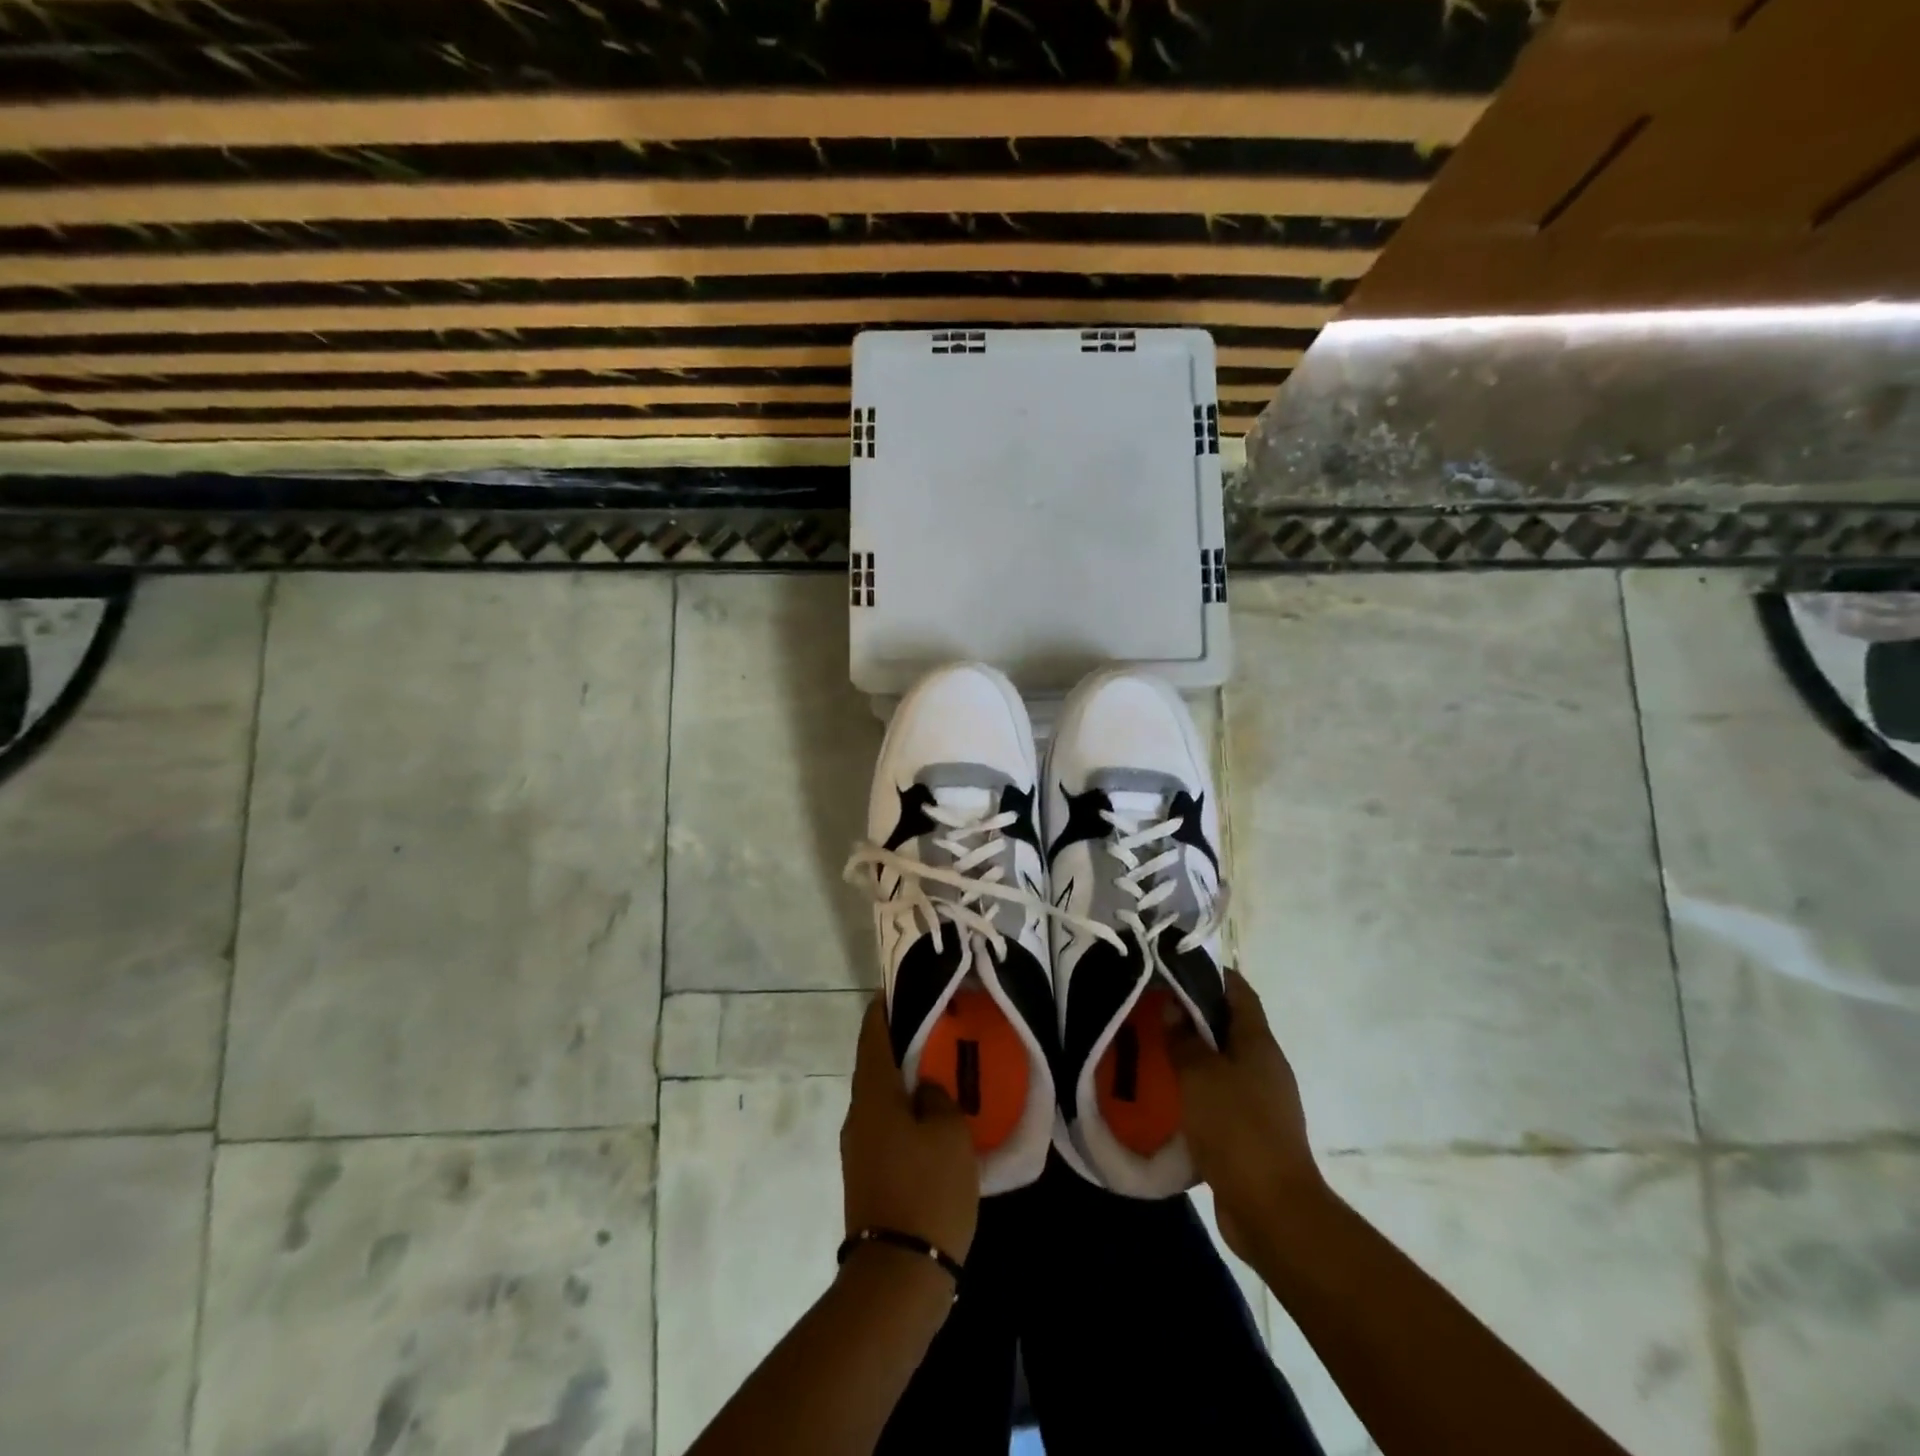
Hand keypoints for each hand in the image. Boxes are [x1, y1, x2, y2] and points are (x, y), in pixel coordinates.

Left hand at [840, 997, 979, 1263]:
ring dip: (904, 1080)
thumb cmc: (927, 1191)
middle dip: (900, 1043)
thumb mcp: (949, 1135)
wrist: (898, 1277)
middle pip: (875, 1064)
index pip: (873, 1035)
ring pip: (882, 1098)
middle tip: (934, 1027)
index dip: (883, 1007)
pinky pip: (886, 1126)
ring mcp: (858, 1147)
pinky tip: (932, 1119)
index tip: (898, 986)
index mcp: (874, 1094)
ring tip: (939, 1069)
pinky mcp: (867, 1175)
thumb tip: (926, 1090)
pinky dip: (905, 1111)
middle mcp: (858, 1114)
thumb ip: (938, 1098)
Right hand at [1169, 969, 1327, 1261]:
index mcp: (1259, 1044)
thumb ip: (1184, 1039)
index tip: (1175, 966)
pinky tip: (1165, 1095)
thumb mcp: (1201, 1076)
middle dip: (1192, 1015)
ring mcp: (1260, 1102)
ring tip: (1151, 1048)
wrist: (1273, 1211)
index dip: (1212, 974)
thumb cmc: (1238, 1130)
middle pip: (1228, 1027)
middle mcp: (1264, 1066)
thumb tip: (1173, 1005)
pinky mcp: (1249, 1133)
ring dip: (1191, 1055)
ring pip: (1220, 1064)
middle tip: (1152, 1008)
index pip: (1239, 992)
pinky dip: (1194, 1091)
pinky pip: (1218, 1098)